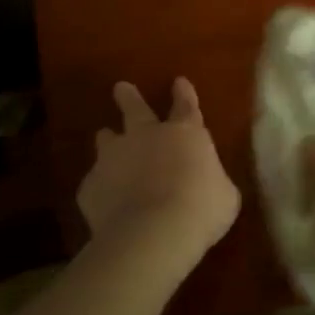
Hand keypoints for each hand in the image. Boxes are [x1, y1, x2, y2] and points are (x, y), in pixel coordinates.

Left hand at [77, 79, 239, 269]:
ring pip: (107, 140)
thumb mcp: (224, 194)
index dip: (184, 93)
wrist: (153, 233)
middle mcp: (147, 137)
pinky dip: (102, 187)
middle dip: (129, 97)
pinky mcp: (90, 186)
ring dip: (108, 139)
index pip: (186, 105)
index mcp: (185, 134)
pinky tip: (105, 199)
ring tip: (105, 137)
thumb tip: (209, 184)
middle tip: (121, 87)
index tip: (179, 81)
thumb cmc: (202, 209)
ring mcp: (114, 159)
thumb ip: (213, 181)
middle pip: (135, 109)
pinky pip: (95, 182)